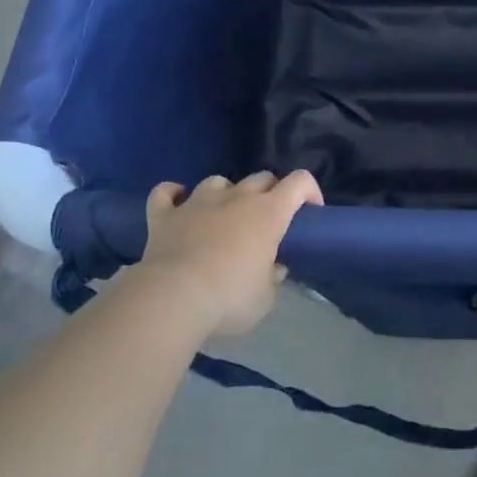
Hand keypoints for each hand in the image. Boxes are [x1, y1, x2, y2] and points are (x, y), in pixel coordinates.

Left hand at [137, 171, 322, 337]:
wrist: (172, 298)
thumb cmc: (229, 298)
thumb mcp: (264, 299)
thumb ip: (272, 279)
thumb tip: (273, 269)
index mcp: (268, 213)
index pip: (299, 182)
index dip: (309, 191)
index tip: (311, 212)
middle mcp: (236, 198)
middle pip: (261, 177)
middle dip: (270, 193)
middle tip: (267, 221)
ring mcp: (197, 202)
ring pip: (218, 181)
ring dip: (226, 194)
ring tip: (223, 215)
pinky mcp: (165, 215)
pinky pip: (165, 193)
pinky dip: (173, 195)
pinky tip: (176, 202)